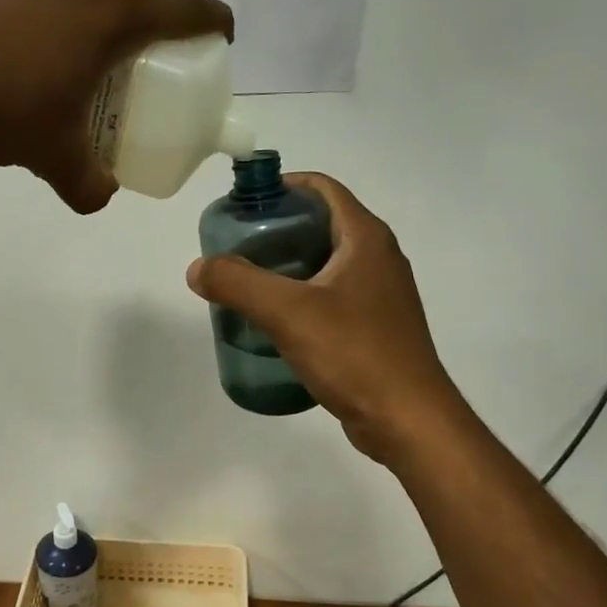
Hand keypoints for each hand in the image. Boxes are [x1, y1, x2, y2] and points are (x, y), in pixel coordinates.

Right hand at [186, 173, 465, 463]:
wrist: (408, 420)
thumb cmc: (355, 354)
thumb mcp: (288, 313)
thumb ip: (238, 284)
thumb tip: (198, 268)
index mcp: (366, 238)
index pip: (322, 188)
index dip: (282, 186)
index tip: (243, 205)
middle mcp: (378, 258)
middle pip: (321, 224)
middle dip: (277, 230)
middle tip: (235, 248)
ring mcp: (380, 295)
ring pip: (326, 264)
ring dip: (287, 266)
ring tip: (247, 283)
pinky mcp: (375, 327)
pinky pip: (332, 297)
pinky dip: (301, 297)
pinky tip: (275, 321)